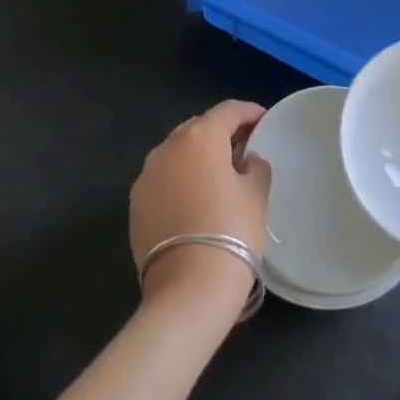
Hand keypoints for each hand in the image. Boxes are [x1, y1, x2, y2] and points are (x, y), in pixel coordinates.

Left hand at [130, 101, 271, 325]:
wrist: (189, 288)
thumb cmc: (232, 232)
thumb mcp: (256, 195)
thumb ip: (255, 167)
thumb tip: (248, 160)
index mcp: (200, 138)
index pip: (228, 111)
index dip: (249, 112)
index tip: (264, 121)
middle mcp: (167, 148)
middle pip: (198, 127)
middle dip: (220, 133)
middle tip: (243, 148)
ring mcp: (146, 176)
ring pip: (176, 153)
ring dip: (197, 157)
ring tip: (218, 175)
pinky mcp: (135, 204)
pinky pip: (162, 179)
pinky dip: (179, 180)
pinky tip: (194, 200)